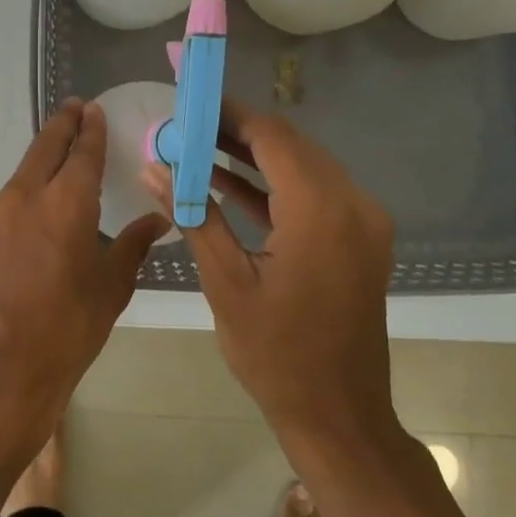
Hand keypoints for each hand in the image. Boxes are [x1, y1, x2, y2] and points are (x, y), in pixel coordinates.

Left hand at [0, 99, 169, 498]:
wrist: (1, 371)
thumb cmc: (68, 329)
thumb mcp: (111, 287)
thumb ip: (132, 246)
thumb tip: (158, 221)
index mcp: (66, 203)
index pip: (82, 152)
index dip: (91, 129)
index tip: (95, 111)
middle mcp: (27, 196)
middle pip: (45, 147)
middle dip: (63, 125)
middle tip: (76, 109)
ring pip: (24, 172)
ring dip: (43, 157)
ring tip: (60, 153)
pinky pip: (10, 199)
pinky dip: (28, 189)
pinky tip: (38, 204)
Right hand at [144, 99, 399, 453]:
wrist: (337, 415)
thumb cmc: (275, 355)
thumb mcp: (225, 282)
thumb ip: (193, 215)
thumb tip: (153, 167)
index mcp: (322, 212)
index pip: (272, 137)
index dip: (228, 113)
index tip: (188, 101)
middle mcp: (353, 205)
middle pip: (290, 146)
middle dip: (235, 131)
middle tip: (185, 124)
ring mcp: (362, 223)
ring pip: (302, 168)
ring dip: (252, 157)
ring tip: (195, 147)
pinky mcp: (358, 240)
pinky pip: (312, 196)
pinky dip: (272, 188)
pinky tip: (226, 182)